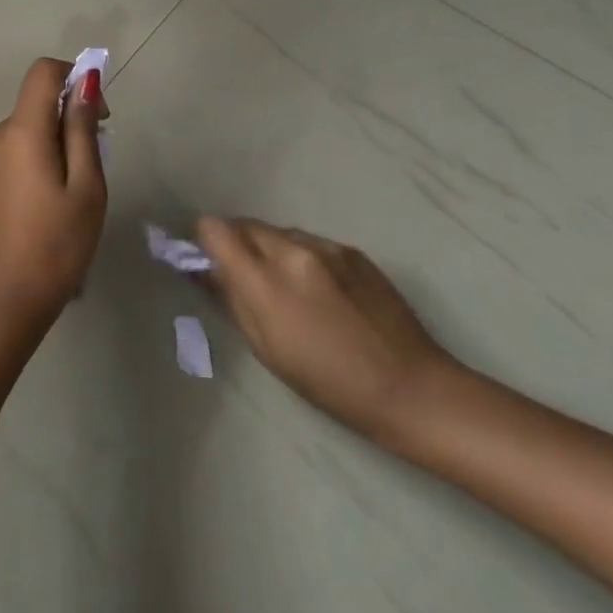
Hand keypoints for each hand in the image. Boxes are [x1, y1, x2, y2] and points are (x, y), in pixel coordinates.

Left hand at [0, 59, 108, 332]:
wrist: (3, 305)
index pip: (43, 72)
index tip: (98, 116)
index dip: (75, 78)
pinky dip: (40, 161)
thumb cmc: (56, 247)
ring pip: (29, 130)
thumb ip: (82, 129)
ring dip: (58, 145)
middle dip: (71, 120)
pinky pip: (16, 152)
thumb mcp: (85, 187)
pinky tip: (51, 207)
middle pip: (38, 103)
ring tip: (74, 197)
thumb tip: (85, 82)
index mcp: (20, 131)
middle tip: (94, 170)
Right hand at [198, 217, 457, 445]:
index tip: (210, 261)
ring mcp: (326, 246)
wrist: (410, 387)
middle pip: (245, 225)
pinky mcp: (351, 249)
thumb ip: (231, 299)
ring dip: (272, 250)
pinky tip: (323, 292)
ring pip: (279, 232)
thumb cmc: (328, 381)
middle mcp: (293, 250)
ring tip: (290, 288)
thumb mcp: (266, 348)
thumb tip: (203, 269)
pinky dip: (304, 257)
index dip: (207, 241)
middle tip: (247, 278)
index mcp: (266, 279)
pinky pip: (311, 242)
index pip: (216, 229)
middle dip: (238, 244)